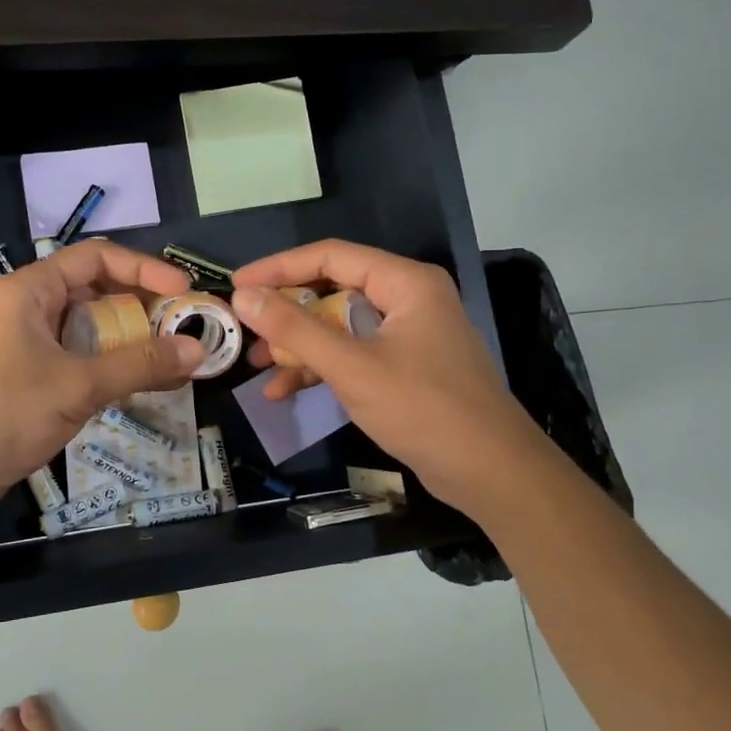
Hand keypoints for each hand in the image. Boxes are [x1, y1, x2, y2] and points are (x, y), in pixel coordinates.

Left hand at [0, 241, 203, 512]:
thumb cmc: (6, 412)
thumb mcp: (78, 384)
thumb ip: (139, 364)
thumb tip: (196, 351)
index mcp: (31, 290)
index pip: (96, 258)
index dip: (143, 269)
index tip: (182, 290)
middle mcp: (32, 306)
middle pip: (98, 289)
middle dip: (144, 305)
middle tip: (185, 324)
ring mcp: (34, 341)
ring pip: (95, 325)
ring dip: (135, 337)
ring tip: (178, 352)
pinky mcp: (38, 373)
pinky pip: (86, 356)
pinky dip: (118, 363)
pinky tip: (152, 379)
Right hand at [232, 240, 535, 511]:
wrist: (492, 474)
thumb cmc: (424, 408)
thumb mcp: (352, 367)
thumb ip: (295, 329)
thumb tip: (243, 295)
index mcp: (404, 282)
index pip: (331, 256)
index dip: (279, 268)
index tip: (237, 285)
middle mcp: (407, 299)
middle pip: (333, 290)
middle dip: (287, 312)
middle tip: (244, 327)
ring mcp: (407, 335)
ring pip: (340, 326)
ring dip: (299, 345)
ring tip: (257, 365)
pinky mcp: (405, 367)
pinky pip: (353, 355)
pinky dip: (322, 369)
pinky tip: (285, 391)